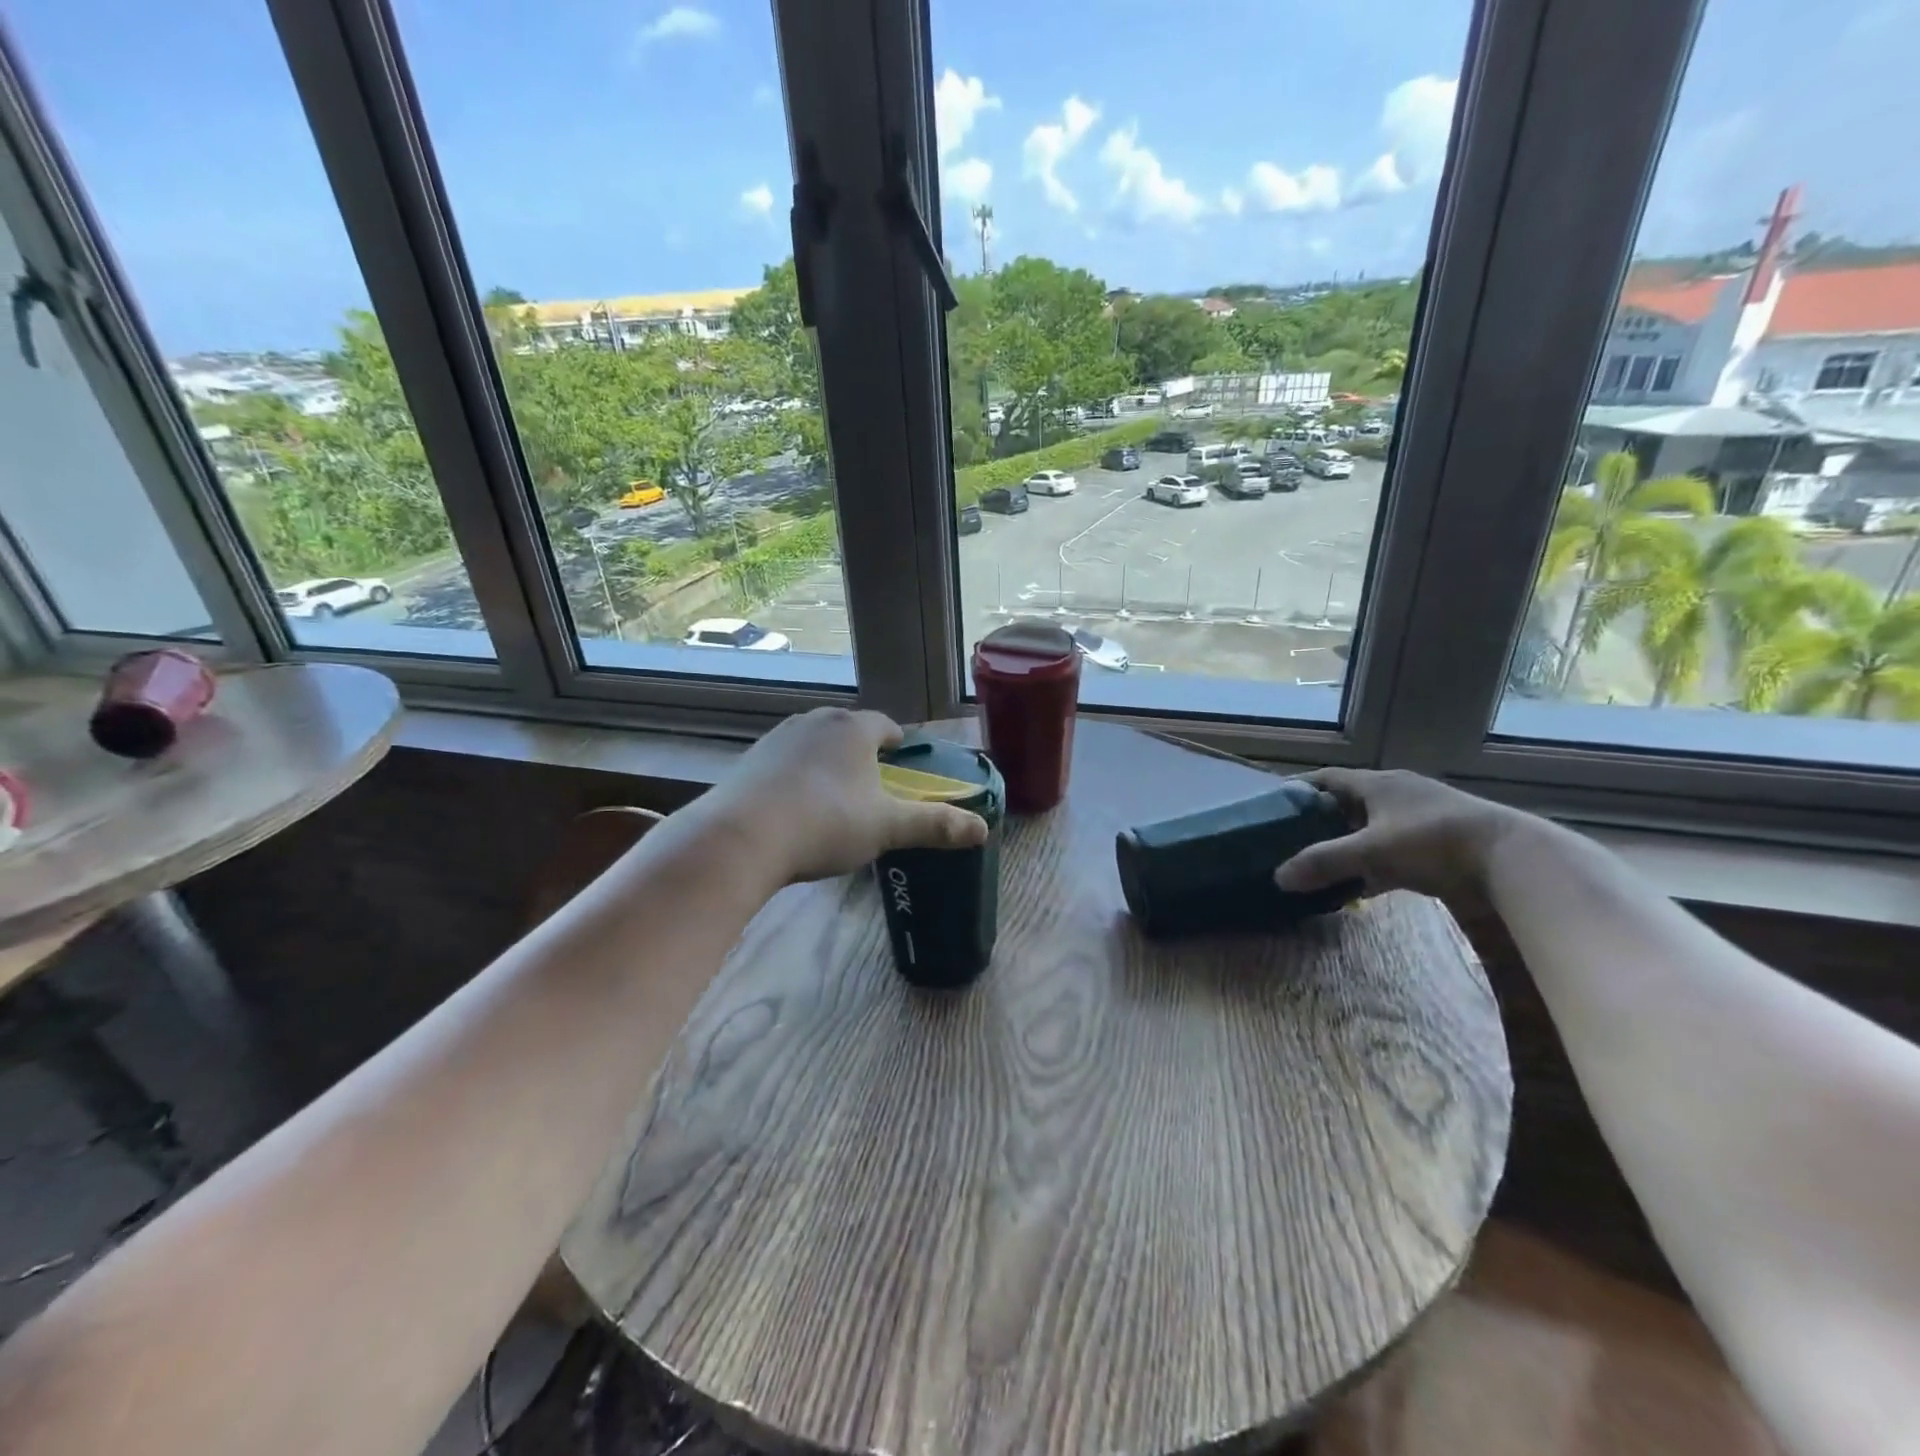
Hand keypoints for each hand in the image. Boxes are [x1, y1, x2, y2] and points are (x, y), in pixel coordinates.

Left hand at [698, 708, 988, 885]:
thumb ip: (934, 825)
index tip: (903, 766)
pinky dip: (797, 779)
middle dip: (863, 755)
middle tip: (873, 789)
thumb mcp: (887, 828)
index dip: (898, 745)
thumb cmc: (826, 823)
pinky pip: (785, 763)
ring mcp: (777, 738)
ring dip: (828, 765)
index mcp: (853, 728)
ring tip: (834, 800)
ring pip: (815, 745)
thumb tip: (982, 830)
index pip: (886, 726)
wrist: (741, 838)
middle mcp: (815, 721)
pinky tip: (795, 810)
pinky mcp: (749, 760)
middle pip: (849, 732)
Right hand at [1273, 768, 1523, 906]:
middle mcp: (1397, 794)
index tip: (1274, 807)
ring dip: (1347, 846)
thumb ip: (1324, 862)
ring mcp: (1420, 819)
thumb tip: (1278, 877)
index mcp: (1378, 784)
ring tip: (1319, 865)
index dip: (1299, 789)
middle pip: (1347, 804)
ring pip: (1370, 829)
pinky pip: (1393, 852)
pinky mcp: (1439, 845)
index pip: (1326, 778)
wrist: (1513, 860)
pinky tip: (1359, 886)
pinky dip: (1373, 866)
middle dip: (1319, 822)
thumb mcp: (1371, 851)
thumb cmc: (1433, 842)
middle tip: (1291, 841)